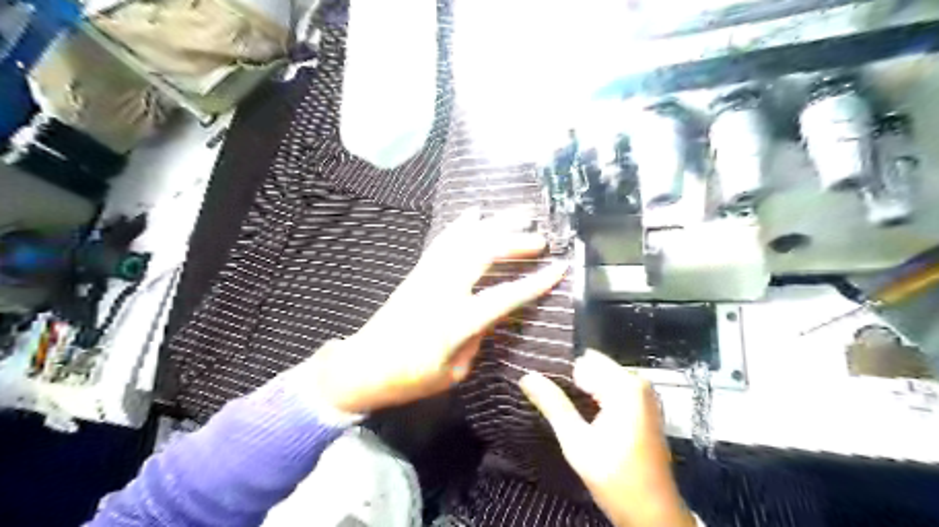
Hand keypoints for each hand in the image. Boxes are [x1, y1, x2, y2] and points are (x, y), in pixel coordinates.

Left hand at [311, 208, 567, 412]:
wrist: (363, 365)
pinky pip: (444, 241)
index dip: (534, 282)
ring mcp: (428, 276)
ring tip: (518, 212)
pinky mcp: (418, 271)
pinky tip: (475, 213)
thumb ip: (478, 339)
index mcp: (456, 323)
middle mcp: (443, 291)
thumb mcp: (454, 372)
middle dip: (515, 240)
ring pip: (465, 239)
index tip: (558, 267)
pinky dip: (462, 224)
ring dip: (494, 223)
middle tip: (540, 236)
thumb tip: (493, 315)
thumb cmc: (410, 378)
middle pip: (483, 253)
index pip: (504, 297)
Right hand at [521, 350, 695, 526]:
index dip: (563, 375)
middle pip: (594, 368)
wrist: (652, 513)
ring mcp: (644, 394)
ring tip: (569, 412)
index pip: (583, 361)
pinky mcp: (644, 407)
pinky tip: (586, 417)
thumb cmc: (615, 477)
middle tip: (558, 406)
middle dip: (574, 383)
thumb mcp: (576, 440)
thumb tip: (526, 377)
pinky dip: (597, 399)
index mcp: (625, 385)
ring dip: (584, 392)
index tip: (548, 390)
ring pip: (602, 379)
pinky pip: (613, 389)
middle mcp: (638, 382)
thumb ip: (552, 404)